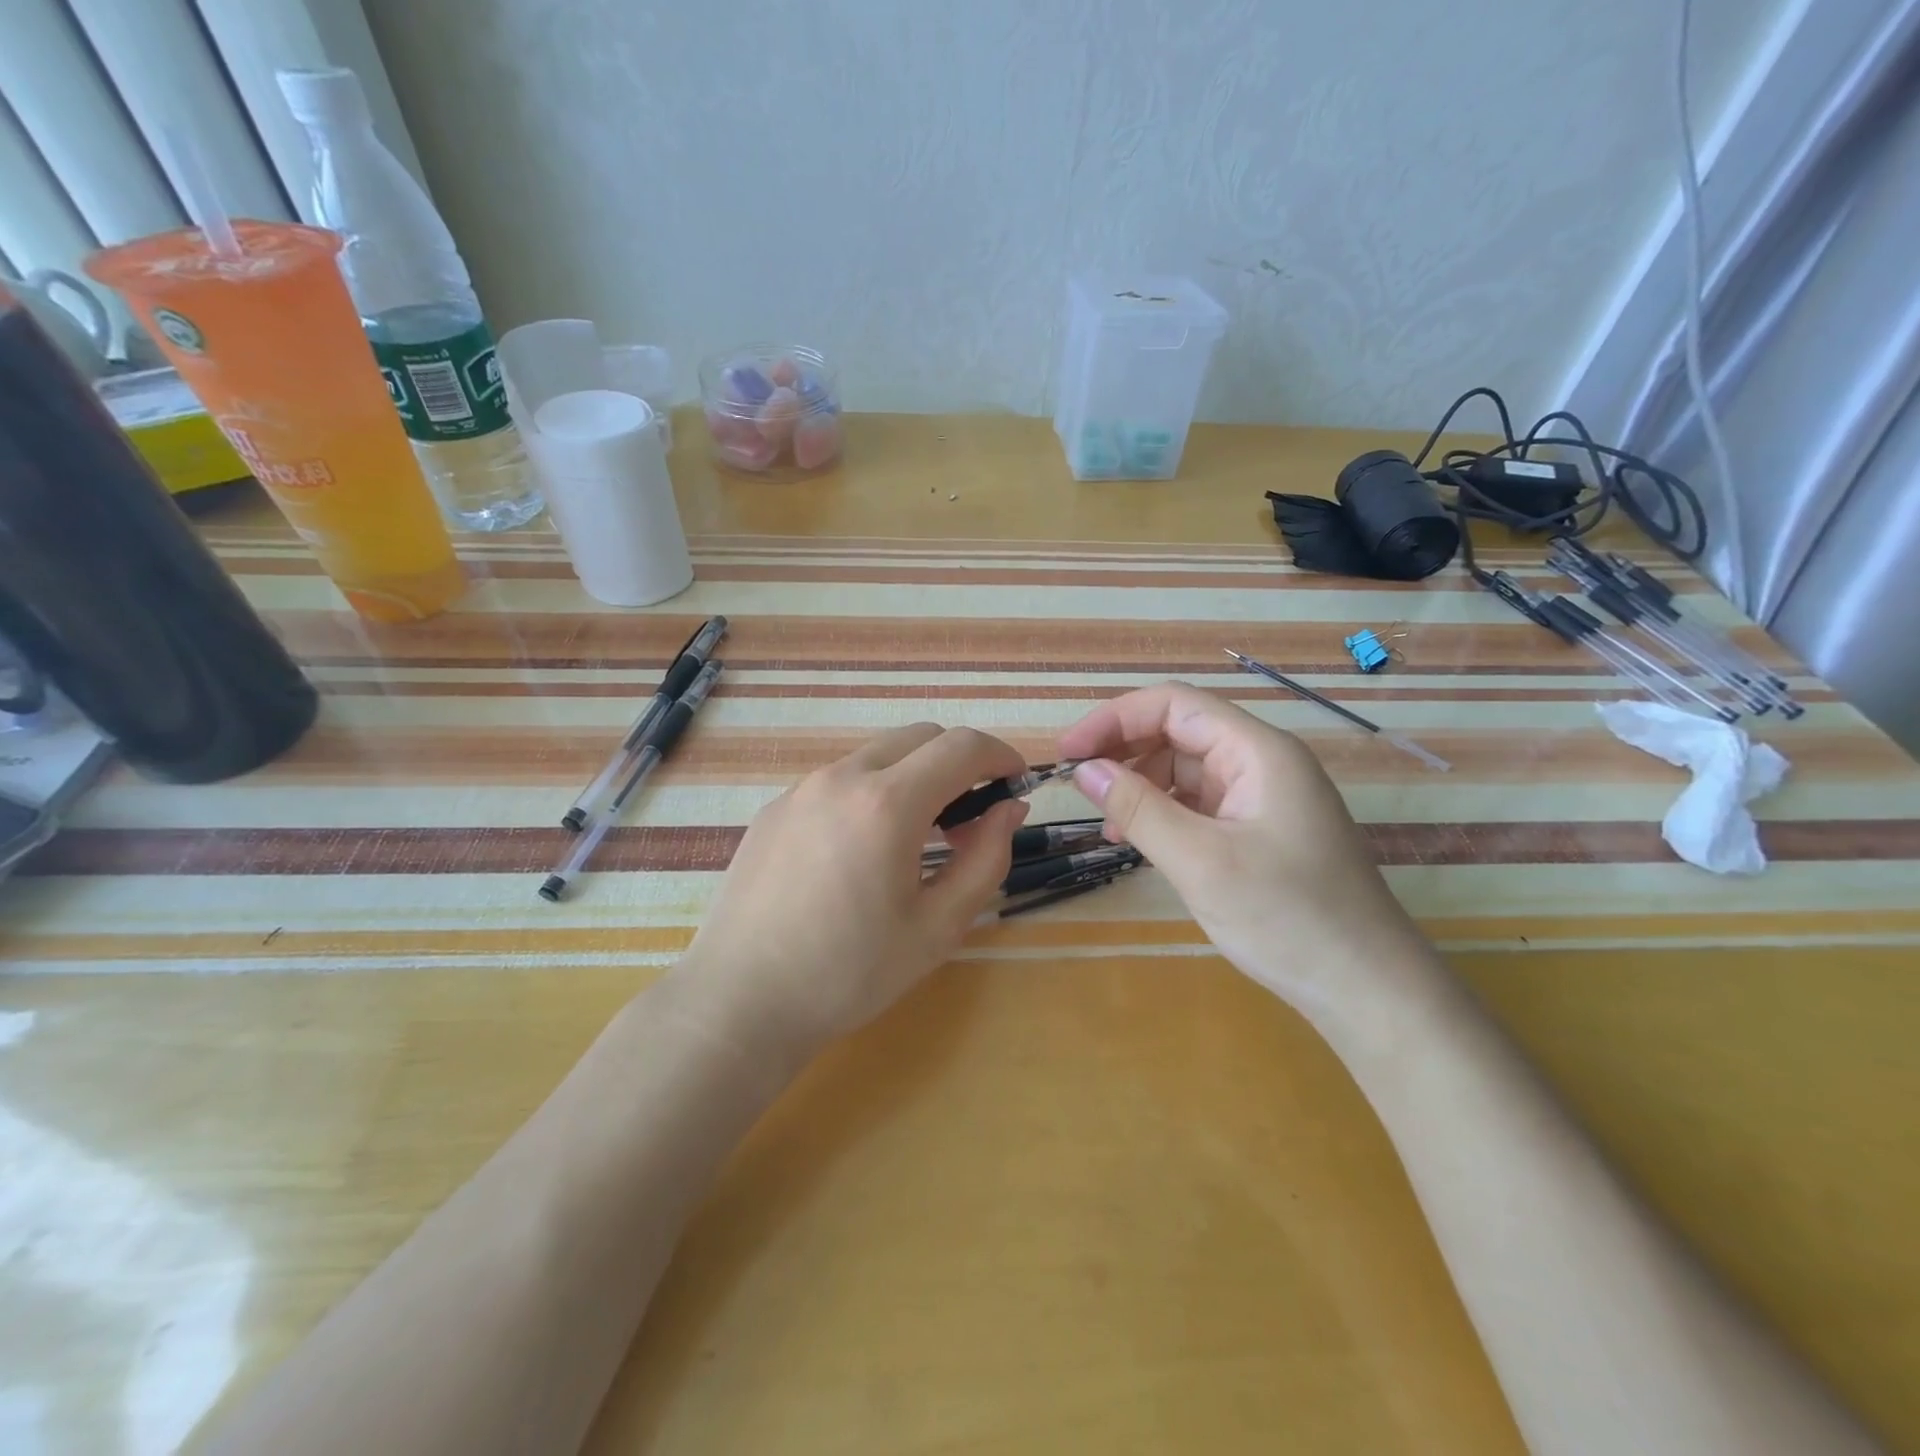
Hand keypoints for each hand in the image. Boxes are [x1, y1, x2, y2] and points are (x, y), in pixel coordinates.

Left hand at [675, 724, 1028, 1063]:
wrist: (740, 1001)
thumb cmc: (849, 973)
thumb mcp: (938, 926)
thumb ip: (986, 859)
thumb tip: (1008, 808)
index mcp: (887, 804)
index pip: (962, 747)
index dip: (1000, 755)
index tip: (1017, 781)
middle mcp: (842, 778)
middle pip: (920, 736)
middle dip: (959, 760)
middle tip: (972, 815)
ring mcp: (801, 789)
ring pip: (877, 755)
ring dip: (914, 775)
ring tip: (918, 835)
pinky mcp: (774, 809)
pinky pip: (838, 780)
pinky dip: (871, 791)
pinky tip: (862, 850)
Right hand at [1057, 682, 1442, 1026]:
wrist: (1367, 990)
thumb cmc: (1288, 918)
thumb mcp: (1200, 862)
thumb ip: (1139, 808)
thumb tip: (1084, 770)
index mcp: (1258, 752)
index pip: (1175, 705)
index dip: (1115, 719)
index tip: (1068, 752)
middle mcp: (1262, 763)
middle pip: (1180, 732)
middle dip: (1124, 751)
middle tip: (1078, 785)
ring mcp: (1263, 798)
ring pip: (1186, 769)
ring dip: (1140, 785)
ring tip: (1106, 822)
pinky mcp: (1259, 831)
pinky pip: (1199, 804)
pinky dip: (1162, 814)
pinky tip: (1137, 841)